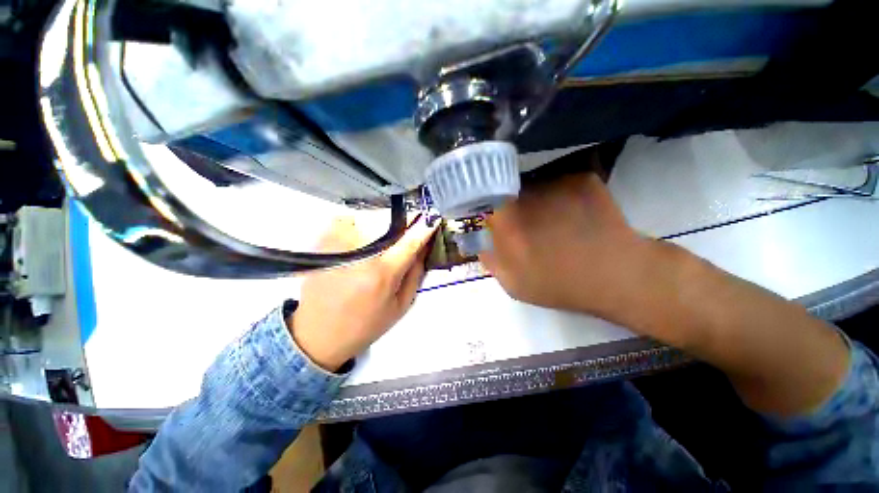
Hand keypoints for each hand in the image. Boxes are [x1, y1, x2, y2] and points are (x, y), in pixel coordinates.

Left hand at [288, 216, 436, 370]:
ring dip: (383, 223)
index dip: (424, 227)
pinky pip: (348, 220)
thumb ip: (416, 273)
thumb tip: (423, 246)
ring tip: (384, 237)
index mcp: (383, 273)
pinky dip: (359, 223)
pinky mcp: (322, 242)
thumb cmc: (365, 324)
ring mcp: (338, 244)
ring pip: (369, 217)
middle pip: (390, 223)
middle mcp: (360, 254)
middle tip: (408, 231)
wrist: (318, 334)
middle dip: (404, 224)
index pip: (410, 242)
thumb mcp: (400, 305)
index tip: (433, 218)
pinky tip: (362, 237)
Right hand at [479, 173, 652, 319]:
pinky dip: (562, 196)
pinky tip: (574, 215)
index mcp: (506, 218)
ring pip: (534, 186)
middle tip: (528, 226)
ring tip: (553, 222)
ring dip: (537, 200)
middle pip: (509, 191)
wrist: (616, 275)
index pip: (485, 201)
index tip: (498, 223)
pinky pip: (560, 183)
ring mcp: (555, 182)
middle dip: (512, 205)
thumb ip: (490, 259)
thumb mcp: (514, 283)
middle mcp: (526, 193)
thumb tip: (482, 240)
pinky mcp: (581, 178)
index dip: (490, 211)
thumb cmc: (559, 283)